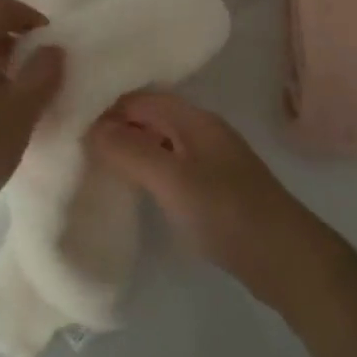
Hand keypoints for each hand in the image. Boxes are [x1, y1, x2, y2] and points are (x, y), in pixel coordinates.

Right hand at [86, 92, 319, 301]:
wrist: (285, 259)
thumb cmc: (227, 213)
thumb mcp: (173, 181)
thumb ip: (132, 151)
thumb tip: (92, 127)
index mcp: (195, 120)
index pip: (142, 97)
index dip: (107, 104)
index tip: (70, 118)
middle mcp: (203, 131)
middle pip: (151, 117)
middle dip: (116, 125)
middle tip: (74, 141)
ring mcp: (211, 159)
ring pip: (161, 142)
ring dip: (131, 148)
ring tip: (93, 161)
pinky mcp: (214, 187)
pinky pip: (171, 165)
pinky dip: (148, 169)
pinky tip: (131, 186)